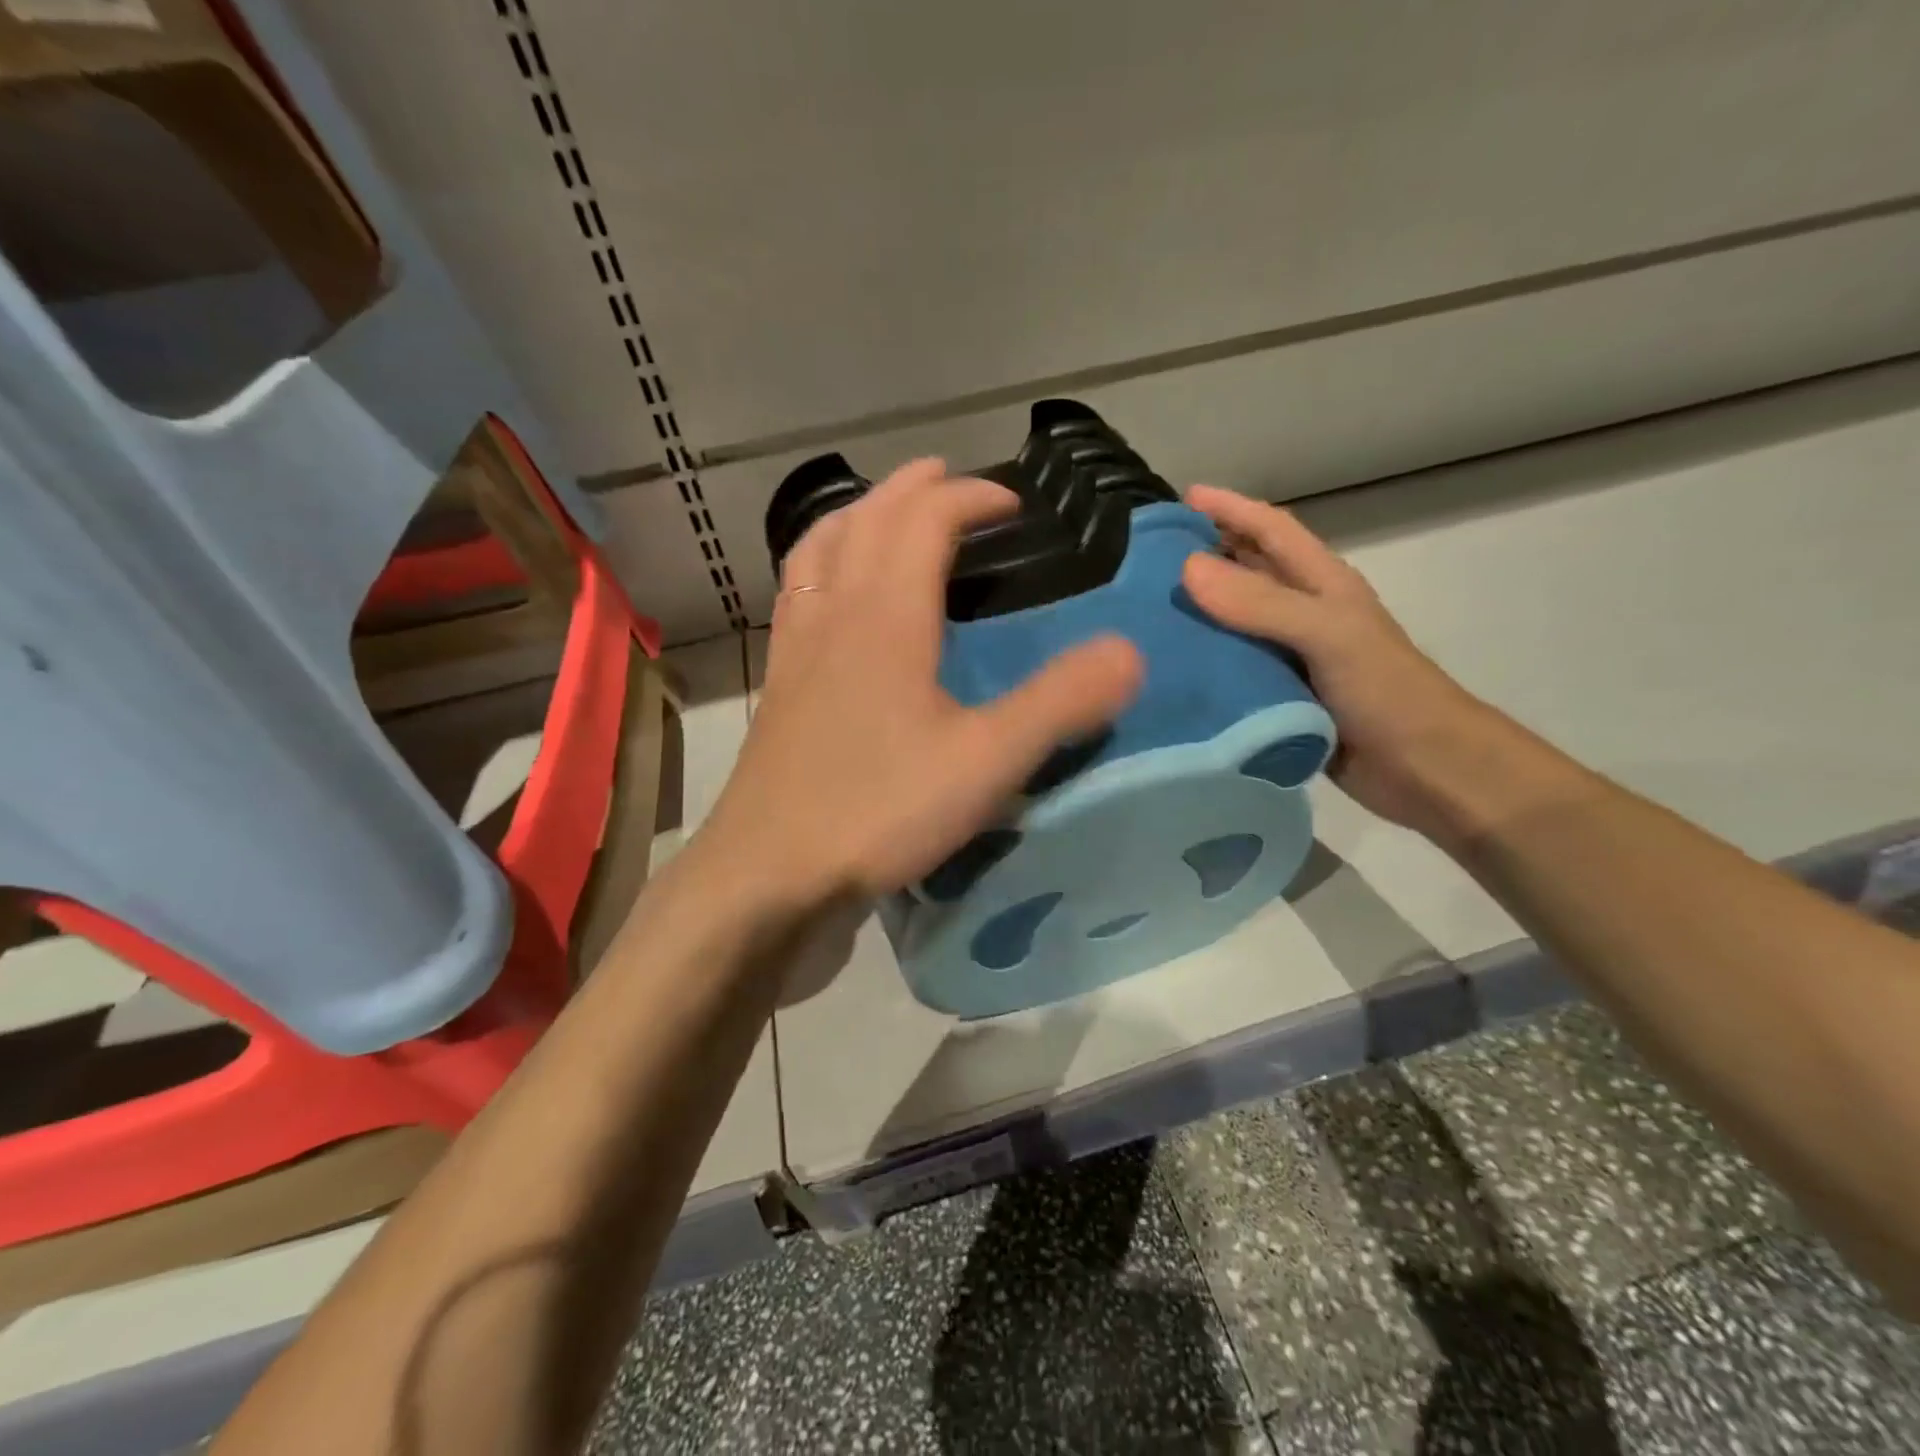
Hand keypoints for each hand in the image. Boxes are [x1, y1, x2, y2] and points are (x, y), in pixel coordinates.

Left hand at [704, 458, 1143, 903]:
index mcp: (884, 615)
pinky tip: (832, 596)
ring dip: (857, 516)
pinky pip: (797, 597)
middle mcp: (834, 614)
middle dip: (911, 490)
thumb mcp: (986, 762)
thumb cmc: (878, 810)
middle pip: (866, 520)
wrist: (769, 875)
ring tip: (883, 513)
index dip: (970, 498)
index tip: (1013, 506)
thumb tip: (1130, 652)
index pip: (924, 520)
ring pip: (818, 551)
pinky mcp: (780, 688)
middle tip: (949, 480)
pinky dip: (820, 566)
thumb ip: (1059, 704)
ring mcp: (797, 650)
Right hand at [1179, 485, 1502, 836]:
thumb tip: (1188, 567)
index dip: (1231, 509)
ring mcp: (1290, 657)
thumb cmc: (1384, 691)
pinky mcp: (1278, 697)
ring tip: (1143, 611)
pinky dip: (1201, 663)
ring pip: (1233, 622)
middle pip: (1247, 572)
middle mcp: (1302, 614)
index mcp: (1322, 586)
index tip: (1181, 498)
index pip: (1271, 530)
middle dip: (1203, 555)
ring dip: (1195, 612)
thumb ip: (1261, 602)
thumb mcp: (1327, 635)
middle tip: (1145, 559)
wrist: (1423, 769)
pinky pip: (1231, 669)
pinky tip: (1167, 670)